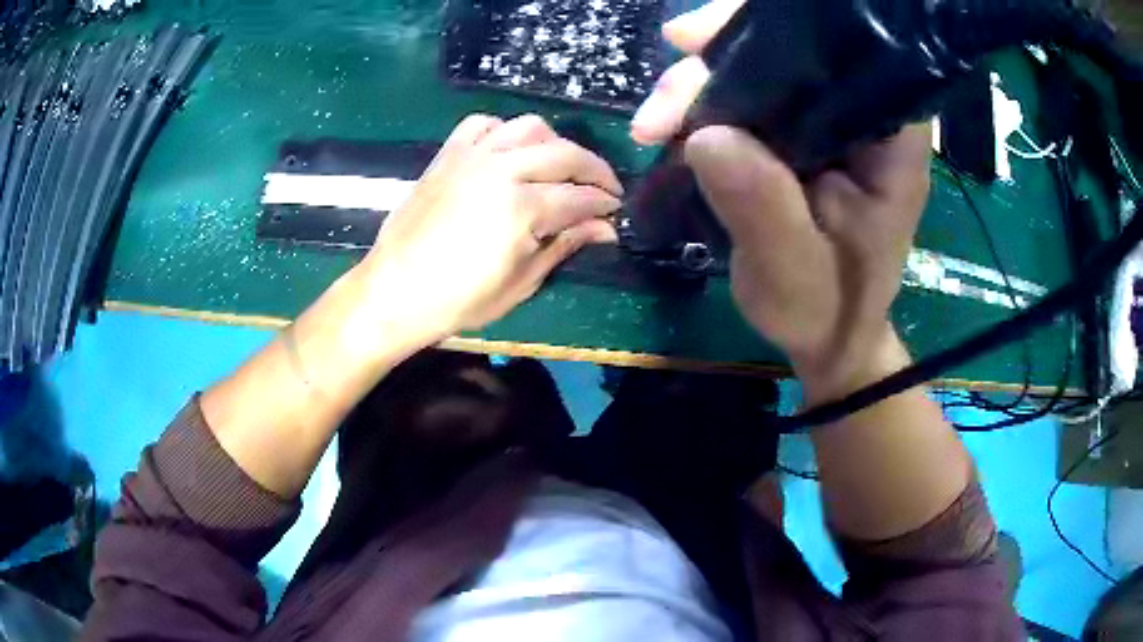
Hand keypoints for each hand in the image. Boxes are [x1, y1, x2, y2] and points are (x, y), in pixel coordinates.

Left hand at [358, 114, 622, 348]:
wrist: (394, 291)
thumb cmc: (458, 300)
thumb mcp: (520, 282)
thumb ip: (564, 246)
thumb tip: (605, 229)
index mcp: (521, 208)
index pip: (580, 197)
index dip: (604, 205)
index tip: (616, 213)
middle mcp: (501, 170)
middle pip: (564, 153)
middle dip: (595, 169)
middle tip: (606, 188)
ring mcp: (472, 156)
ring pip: (529, 127)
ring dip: (555, 143)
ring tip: (561, 166)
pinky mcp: (448, 154)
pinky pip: (484, 124)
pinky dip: (505, 131)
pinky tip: (511, 151)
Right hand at [633, 0, 931, 398]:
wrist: (829, 337)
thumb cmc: (826, 310)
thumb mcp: (792, 272)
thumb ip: (762, 207)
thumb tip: (705, 134)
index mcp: (888, 141)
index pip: (845, 52)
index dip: (775, 29)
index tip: (703, 42)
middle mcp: (862, 117)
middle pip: (795, 49)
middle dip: (719, 57)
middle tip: (663, 101)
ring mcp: (828, 123)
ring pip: (764, 68)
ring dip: (701, 83)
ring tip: (654, 124)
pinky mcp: (800, 135)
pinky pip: (750, 97)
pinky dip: (705, 104)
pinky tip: (671, 126)